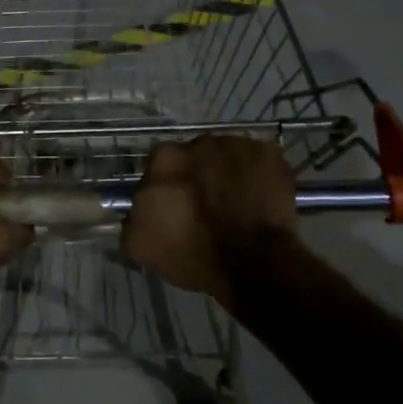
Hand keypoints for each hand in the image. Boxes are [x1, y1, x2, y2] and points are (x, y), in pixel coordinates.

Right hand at [122, 136, 297, 310]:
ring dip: (226, 173)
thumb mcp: (142, 245)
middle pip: (193, 157)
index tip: (174, 209)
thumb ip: (132, 218)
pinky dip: (256, 175)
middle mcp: (199, 141)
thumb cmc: (194, 253)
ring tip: (235, 203)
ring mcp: (238, 144)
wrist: (254, 262)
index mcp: (165, 158)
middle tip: (205, 206)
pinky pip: (258, 160)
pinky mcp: (270, 153)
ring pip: (226, 156)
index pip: (159, 167)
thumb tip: (137, 210)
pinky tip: (257, 199)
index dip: (166, 188)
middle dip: (196, 175)